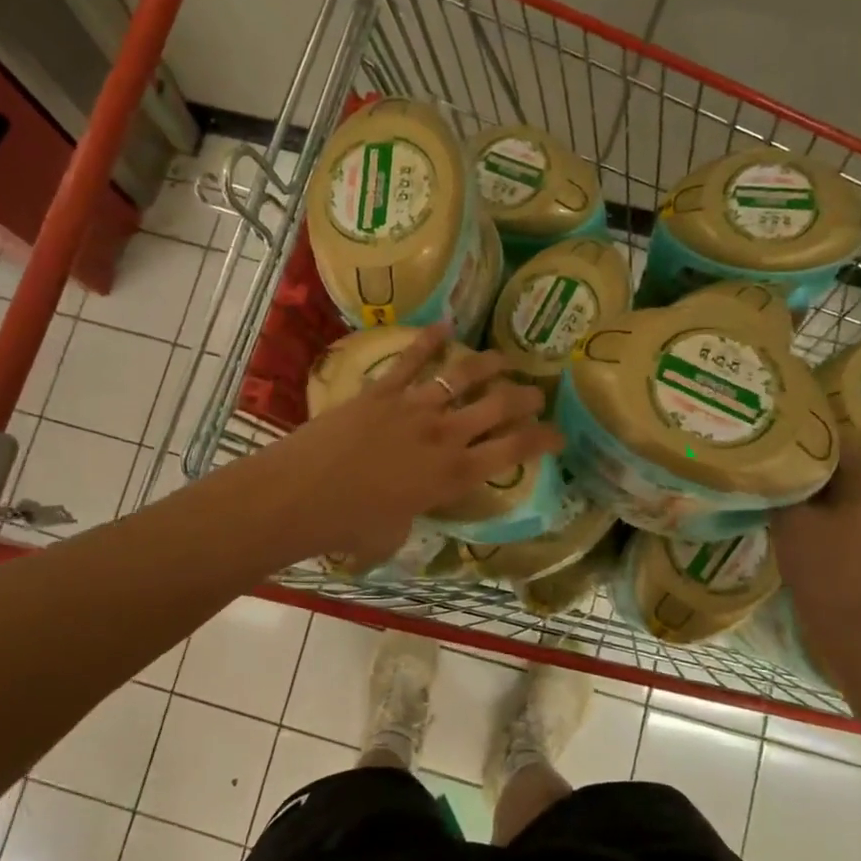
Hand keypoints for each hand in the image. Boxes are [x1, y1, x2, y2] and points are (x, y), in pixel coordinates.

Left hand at [261, 323, 561, 567]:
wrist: (301, 496)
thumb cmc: (349, 527)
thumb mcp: (394, 534)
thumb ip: (411, 515)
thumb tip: (406, 509)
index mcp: (453, 475)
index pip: (514, 451)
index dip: (543, 440)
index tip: (558, 435)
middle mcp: (444, 435)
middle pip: (499, 406)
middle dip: (526, 396)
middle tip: (537, 392)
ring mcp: (413, 407)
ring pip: (463, 375)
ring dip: (489, 364)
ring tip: (504, 358)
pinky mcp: (381, 390)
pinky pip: (411, 359)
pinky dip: (429, 340)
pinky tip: (445, 326)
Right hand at [770, 435, 860, 631]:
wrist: (846, 623)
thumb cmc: (823, 564)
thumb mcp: (793, 518)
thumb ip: (782, 487)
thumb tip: (768, 465)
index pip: (838, 440)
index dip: (807, 431)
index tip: (776, 425)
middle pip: (832, 465)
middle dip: (800, 457)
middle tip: (764, 448)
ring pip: (826, 489)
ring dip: (800, 483)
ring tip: (765, 474)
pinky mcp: (850, 542)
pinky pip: (824, 511)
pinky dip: (803, 505)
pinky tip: (776, 506)